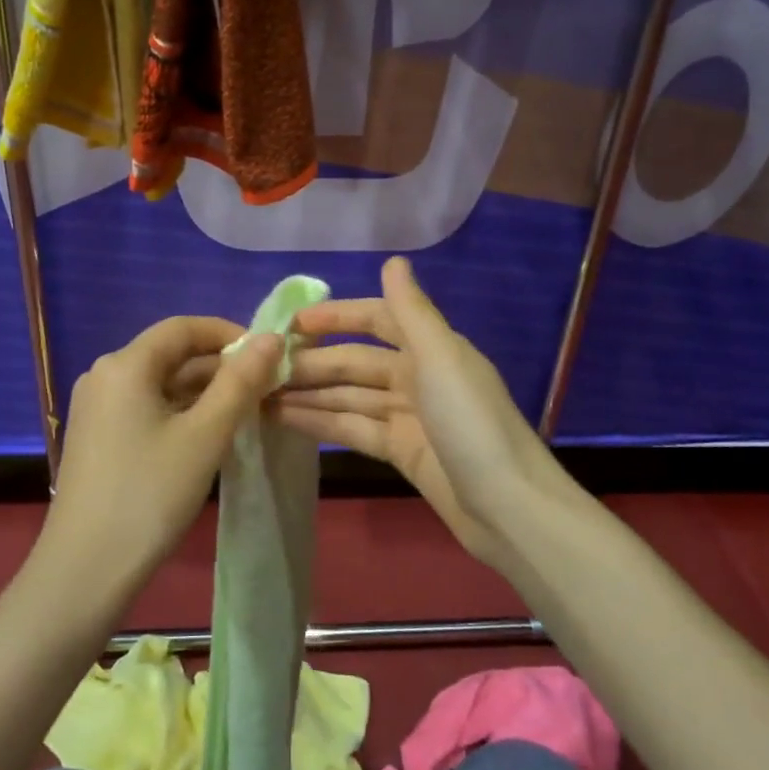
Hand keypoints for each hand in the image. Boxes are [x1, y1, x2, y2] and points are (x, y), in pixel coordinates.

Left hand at [42, 317, 284, 589]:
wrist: (85, 570)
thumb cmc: (150, 494)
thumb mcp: (206, 435)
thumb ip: (241, 382)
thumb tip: (271, 338)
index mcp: (124, 365)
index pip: (184, 328)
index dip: (229, 334)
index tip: (268, 357)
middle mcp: (104, 375)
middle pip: (171, 354)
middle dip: (220, 368)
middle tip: (265, 390)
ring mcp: (96, 408)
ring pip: (160, 384)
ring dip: (203, 392)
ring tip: (246, 413)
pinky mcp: (97, 436)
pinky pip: (146, 407)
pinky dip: (180, 412)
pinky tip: (209, 435)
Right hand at [270, 257, 553, 567]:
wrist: (508, 508)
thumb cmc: (472, 424)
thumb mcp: (441, 358)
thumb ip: (412, 311)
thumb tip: (394, 260)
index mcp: (431, 349)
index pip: (378, 319)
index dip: (337, 317)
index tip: (292, 323)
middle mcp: (418, 376)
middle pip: (356, 362)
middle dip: (313, 362)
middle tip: (262, 368)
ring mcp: (408, 416)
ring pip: (350, 397)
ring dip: (310, 393)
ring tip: (261, 394)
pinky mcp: (401, 452)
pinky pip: (354, 428)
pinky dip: (322, 422)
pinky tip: (285, 419)